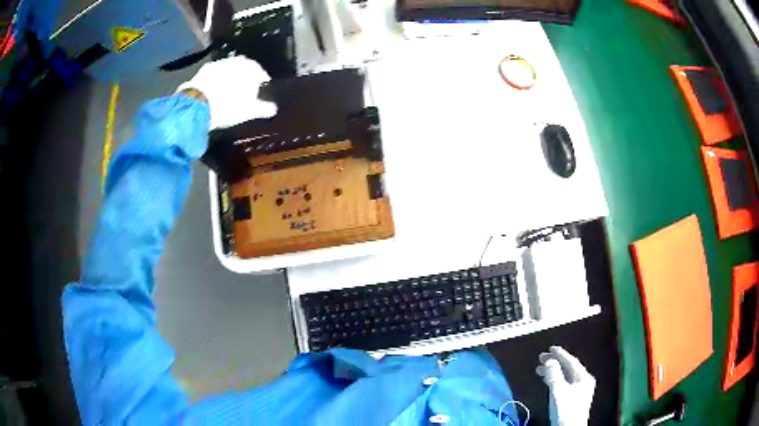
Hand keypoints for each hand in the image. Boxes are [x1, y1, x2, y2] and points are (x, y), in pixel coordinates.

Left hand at [177, 56, 276, 128]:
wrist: (197, 104)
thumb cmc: (228, 106)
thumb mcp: (248, 111)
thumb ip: (263, 108)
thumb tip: (273, 109)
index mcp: (251, 68)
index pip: (261, 73)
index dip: (262, 83)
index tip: (262, 93)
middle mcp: (236, 61)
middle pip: (244, 69)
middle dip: (245, 79)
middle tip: (245, 92)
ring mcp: (219, 63)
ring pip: (229, 70)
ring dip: (230, 78)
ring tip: (230, 92)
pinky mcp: (204, 70)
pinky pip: (215, 74)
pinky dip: (217, 81)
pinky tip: (215, 91)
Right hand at [536, 346, 595, 425]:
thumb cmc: (566, 410)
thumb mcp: (559, 392)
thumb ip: (555, 376)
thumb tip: (550, 360)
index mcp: (584, 377)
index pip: (572, 362)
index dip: (561, 354)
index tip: (550, 348)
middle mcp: (583, 381)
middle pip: (568, 368)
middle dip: (555, 362)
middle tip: (542, 357)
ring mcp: (579, 389)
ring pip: (565, 375)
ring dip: (553, 371)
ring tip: (540, 369)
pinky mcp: (573, 397)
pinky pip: (564, 383)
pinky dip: (555, 379)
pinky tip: (547, 380)